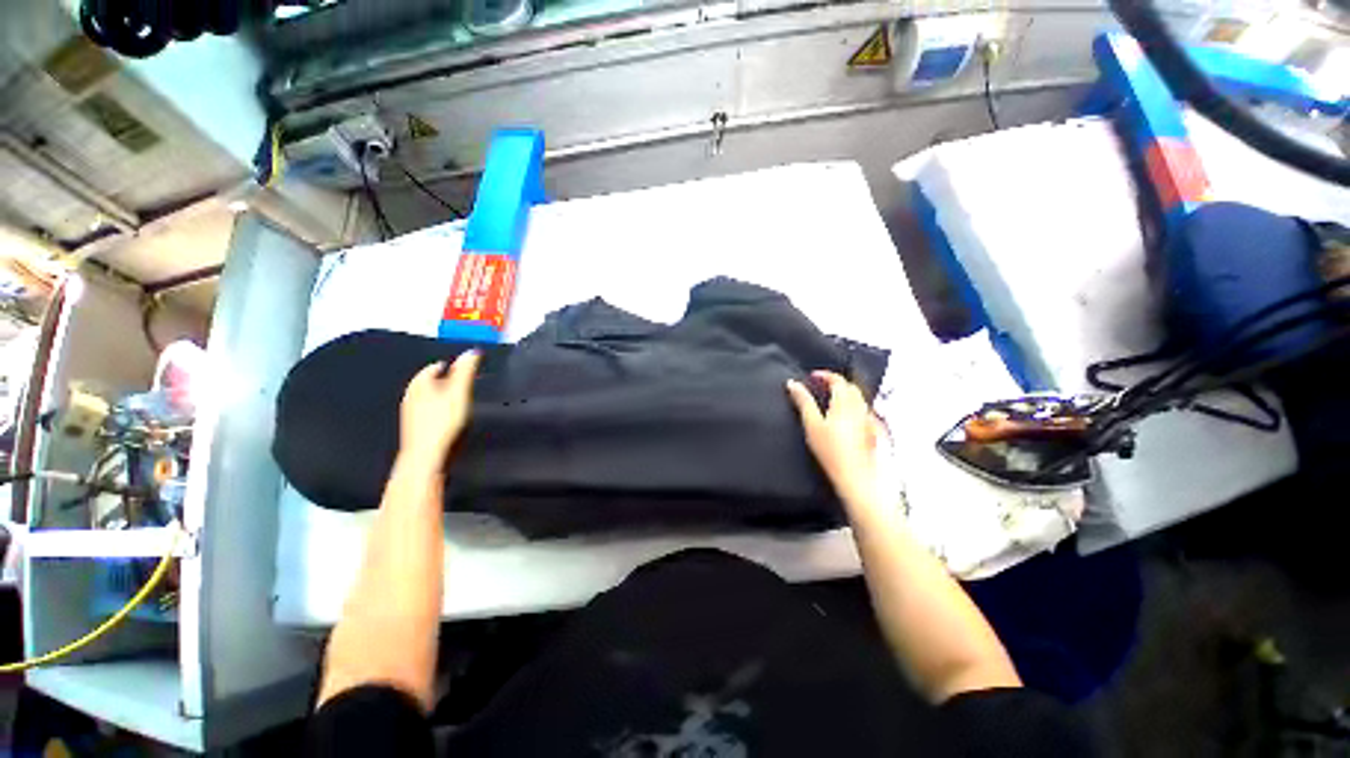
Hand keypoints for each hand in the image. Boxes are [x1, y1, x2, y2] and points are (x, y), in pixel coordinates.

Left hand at [398, 351, 480, 473]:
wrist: (425, 455)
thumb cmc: (443, 421)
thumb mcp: (459, 392)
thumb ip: (465, 371)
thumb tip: (472, 351)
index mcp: (420, 384)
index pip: (432, 368)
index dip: (448, 366)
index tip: (461, 367)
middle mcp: (411, 396)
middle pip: (427, 382)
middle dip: (443, 380)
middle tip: (460, 380)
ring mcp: (410, 413)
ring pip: (426, 397)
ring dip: (439, 395)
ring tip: (456, 397)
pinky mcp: (414, 428)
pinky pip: (426, 411)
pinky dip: (437, 408)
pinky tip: (446, 416)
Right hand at [786, 371, 880, 505]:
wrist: (857, 476)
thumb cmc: (831, 451)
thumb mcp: (811, 424)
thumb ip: (803, 401)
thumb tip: (792, 383)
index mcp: (845, 402)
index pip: (837, 379)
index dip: (824, 375)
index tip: (812, 376)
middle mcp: (860, 407)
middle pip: (850, 387)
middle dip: (836, 383)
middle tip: (821, 386)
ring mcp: (869, 419)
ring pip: (859, 398)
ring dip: (845, 394)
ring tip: (830, 401)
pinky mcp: (874, 431)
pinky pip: (864, 411)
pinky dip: (853, 407)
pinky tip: (845, 419)